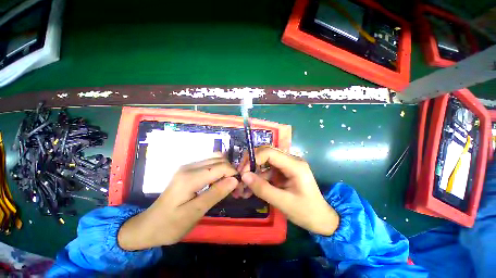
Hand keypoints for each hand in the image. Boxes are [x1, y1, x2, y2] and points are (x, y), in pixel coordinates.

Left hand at [118, 157, 237, 249]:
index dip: (233, 173)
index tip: (239, 186)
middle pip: (219, 160)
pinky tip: (219, 181)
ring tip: (228, 184)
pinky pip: (209, 163)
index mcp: (190, 177)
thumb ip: (215, 194)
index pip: (220, 167)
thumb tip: (235, 180)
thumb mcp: (195, 213)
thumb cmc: (171, 224)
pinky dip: (218, 169)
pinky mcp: (188, 170)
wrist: (149, 225)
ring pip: (215, 159)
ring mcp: (188, 166)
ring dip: (225, 169)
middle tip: (235, 187)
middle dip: (231, 171)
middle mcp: (190, 166)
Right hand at [239, 146, 338, 235]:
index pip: (270, 152)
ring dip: (254, 171)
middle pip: (267, 153)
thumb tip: (244, 176)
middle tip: (241, 174)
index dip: (254, 158)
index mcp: (294, 165)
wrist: (321, 219)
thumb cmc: (306, 212)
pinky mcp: (284, 171)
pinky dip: (259, 177)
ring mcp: (287, 165)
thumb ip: (263, 188)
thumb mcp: (283, 202)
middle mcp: (291, 160)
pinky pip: (268, 169)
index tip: (243, 172)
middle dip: (252, 162)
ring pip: (265, 161)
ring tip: (244, 185)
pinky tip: (252, 187)